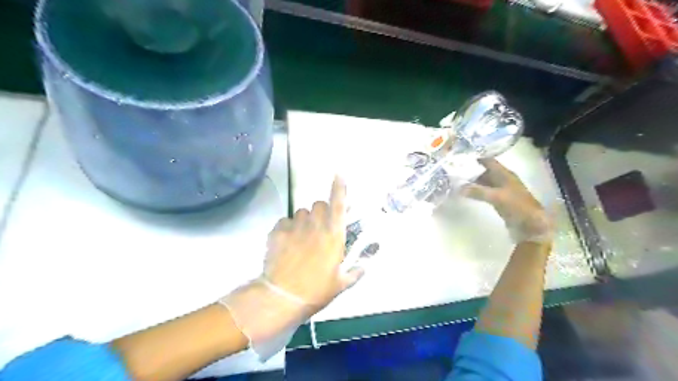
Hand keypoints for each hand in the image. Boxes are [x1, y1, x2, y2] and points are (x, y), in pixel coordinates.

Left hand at [264, 178, 362, 310]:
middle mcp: (315, 225)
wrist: (282, 297)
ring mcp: (295, 226)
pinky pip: (284, 222)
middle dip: (321, 211)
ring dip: (304, 221)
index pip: (338, 205)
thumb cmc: (316, 290)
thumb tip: (366, 266)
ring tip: (300, 239)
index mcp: (333, 235)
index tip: (339, 173)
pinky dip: (287, 229)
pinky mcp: (277, 231)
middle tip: (319, 227)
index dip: (340, 188)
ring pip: (301, 212)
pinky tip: (285, 244)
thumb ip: (356, 272)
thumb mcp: (341, 284)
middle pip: (318, 204)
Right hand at [463, 158, 552, 243]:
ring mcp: (503, 191)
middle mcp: (504, 180)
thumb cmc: (517, 206)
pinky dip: (478, 191)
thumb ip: (477, 191)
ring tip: (459, 183)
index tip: (462, 161)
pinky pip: (487, 192)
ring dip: (475, 182)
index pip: (489, 162)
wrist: (531, 225)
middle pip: (487, 172)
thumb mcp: (496, 197)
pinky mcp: (501, 201)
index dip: (477, 160)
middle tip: (457, 173)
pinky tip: (469, 194)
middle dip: (473, 172)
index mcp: (505, 174)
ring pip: (486, 182)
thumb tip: (459, 187)